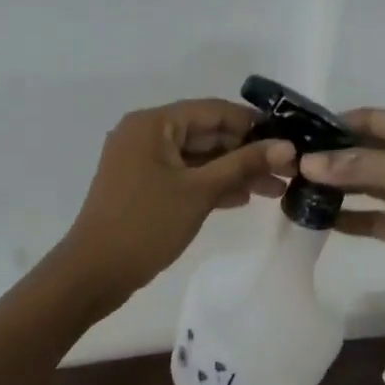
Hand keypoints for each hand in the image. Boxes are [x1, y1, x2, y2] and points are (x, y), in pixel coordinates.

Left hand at [59, 99, 294, 304]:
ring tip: (276, 188)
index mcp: (153, 124)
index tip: (290, 139)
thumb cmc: (146, 224)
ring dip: (235, 171)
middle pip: (207, 133)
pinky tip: (245, 198)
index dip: (253, 124)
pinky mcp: (146, 187)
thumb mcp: (199, 192)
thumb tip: (287, 146)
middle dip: (248, 151)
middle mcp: (146, 135)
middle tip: (289, 169)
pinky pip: (186, 176)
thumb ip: (243, 165)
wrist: (95, 274)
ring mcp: (144, 162)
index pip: (213, 110)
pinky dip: (213, 185)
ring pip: (199, 158)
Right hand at [298, 108, 384, 314]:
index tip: (300, 132)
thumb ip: (360, 165)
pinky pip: (369, 217)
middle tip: (288, 162)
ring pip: (365, 184)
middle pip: (366, 151)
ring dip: (335, 186)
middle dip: (332, 156)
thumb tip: (308, 163)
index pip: (374, 120)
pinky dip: (346, 217)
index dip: (338, 123)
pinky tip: (317, 217)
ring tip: (294, 187)